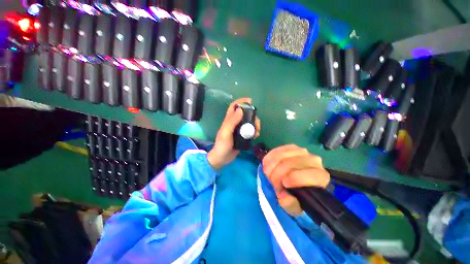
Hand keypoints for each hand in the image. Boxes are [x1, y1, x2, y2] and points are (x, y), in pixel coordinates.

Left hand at [207, 98, 260, 169]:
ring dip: (255, 125)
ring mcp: (238, 130)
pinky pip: (250, 131)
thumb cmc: (222, 145)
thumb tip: (240, 110)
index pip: (234, 107)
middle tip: (257, 123)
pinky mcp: (242, 136)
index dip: (241, 101)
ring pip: (249, 123)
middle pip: (245, 115)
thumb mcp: (226, 133)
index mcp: (228, 120)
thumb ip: (232, 121)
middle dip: (252, 116)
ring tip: (257, 131)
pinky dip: (254, 131)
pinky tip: (256, 136)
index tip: (250, 101)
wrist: (222, 159)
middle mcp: (234, 123)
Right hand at [262, 145, 329, 215]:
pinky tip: (267, 166)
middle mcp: (313, 160)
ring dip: (271, 166)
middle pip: (290, 163)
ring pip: (281, 156)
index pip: (309, 175)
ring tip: (269, 175)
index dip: (294, 179)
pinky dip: (269, 158)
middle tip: (272, 183)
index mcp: (320, 177)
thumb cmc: (298, 195)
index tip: (283, 185)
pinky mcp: (290, 147)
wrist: (296, 182)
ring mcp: (301, 151)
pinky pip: (276, 150)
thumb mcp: (294, 206)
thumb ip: (290, 204)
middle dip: (277, 174)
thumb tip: (283, 195)